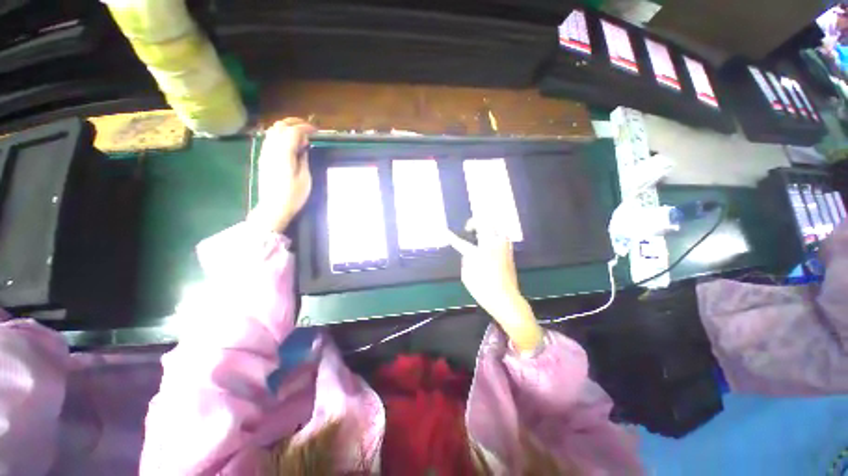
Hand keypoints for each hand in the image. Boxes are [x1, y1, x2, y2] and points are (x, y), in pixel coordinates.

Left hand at [249, 118, 315, 232]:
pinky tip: (289, 143)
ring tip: (299, 134)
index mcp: (283, 153)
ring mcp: (265, 153)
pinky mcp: (263, 158)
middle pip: (280, 126)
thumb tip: (303, 145)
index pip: (293, 131)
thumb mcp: (305, 177)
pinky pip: (270, 139)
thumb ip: (303, 158)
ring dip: (286, 127)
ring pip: (272, 131)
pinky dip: (280, 135)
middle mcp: (271, 149)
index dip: (305, 127)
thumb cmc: (293, 195)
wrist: (273, 207)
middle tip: (308, 128)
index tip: (316, 130)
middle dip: (294, 123)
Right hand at [447, 221, 542, 352]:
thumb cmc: (483, 289)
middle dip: (475, 221)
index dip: (452, 237)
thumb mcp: (467, 276)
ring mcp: (503, 247)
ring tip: (480, 232)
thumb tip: (469, 252)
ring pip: (496, 226)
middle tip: (468, 228)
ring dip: (487, 226)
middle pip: (485, 223)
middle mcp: (492, 245)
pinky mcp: (510, 251)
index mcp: (479, 253)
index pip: (461, 242)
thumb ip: (466, 260)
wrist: (506, 299)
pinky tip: (490, 240)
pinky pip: (502, 235)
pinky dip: (495, 233)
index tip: (445, 231)